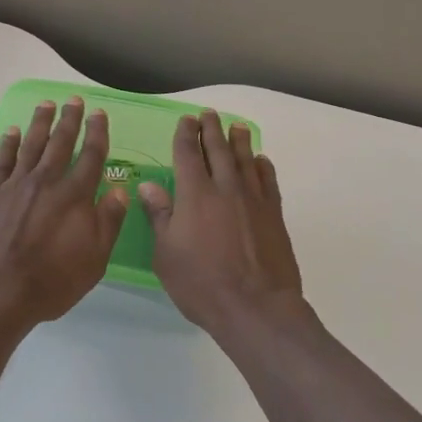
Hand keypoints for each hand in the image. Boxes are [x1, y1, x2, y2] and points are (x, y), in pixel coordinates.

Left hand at [0, 98, 128, 331]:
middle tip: (74, 100)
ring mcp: (15, 185)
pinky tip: (12, 131)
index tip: (99, 114)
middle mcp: (46, 182)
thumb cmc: (50, 283)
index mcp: (74, 196)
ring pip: (31, 144)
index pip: (91, 156)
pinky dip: (8, 143)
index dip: (97, 133)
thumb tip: (119, 190)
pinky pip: (2, 160)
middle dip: (70, 120)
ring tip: (46, 104)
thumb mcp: (93, 260)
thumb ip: (108, 222)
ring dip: (40, 123)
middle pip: (60, 143)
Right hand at [138, 110, 307, 336]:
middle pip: (218, 149)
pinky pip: (268, 181)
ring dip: (239, 141)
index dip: (186, 134)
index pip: (187, 153)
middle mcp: (225, 188)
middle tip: (210, 115)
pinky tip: (260, 161)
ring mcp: (253, 200)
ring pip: (245, 160)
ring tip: (236, 127)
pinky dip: (263, 167)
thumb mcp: (166, 254)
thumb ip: (159, 216)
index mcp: (194, 194)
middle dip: (212, 129)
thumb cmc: (201, 283)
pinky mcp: (273, 215)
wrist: (256, 307)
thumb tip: (149, 186)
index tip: (186, 120)